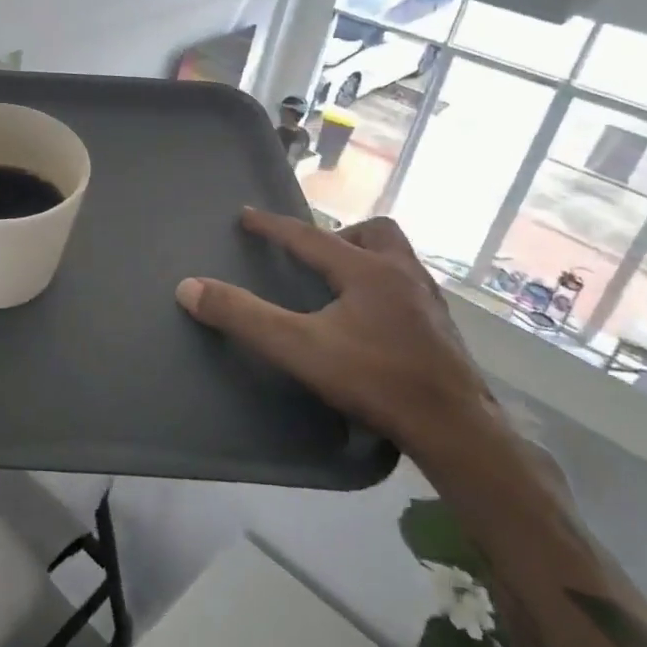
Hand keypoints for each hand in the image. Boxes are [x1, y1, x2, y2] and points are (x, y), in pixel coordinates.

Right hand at [176, 210, 491, 462]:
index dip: (273, 225)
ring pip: (399, 260)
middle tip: (316, 258)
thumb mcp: (298, 347)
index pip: (310, 236)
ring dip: (367, 260)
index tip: (246, 214)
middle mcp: (404, 276)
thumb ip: (243, 316)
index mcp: (368, 271)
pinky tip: (372, 323)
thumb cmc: (375, 380)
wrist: (458, 432)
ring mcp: (430, 305)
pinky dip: (385, 292)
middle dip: (341, 236)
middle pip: (375, 234)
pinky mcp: (444, 333)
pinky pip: (410, 291)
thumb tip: (188, 287)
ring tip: (341, 287)